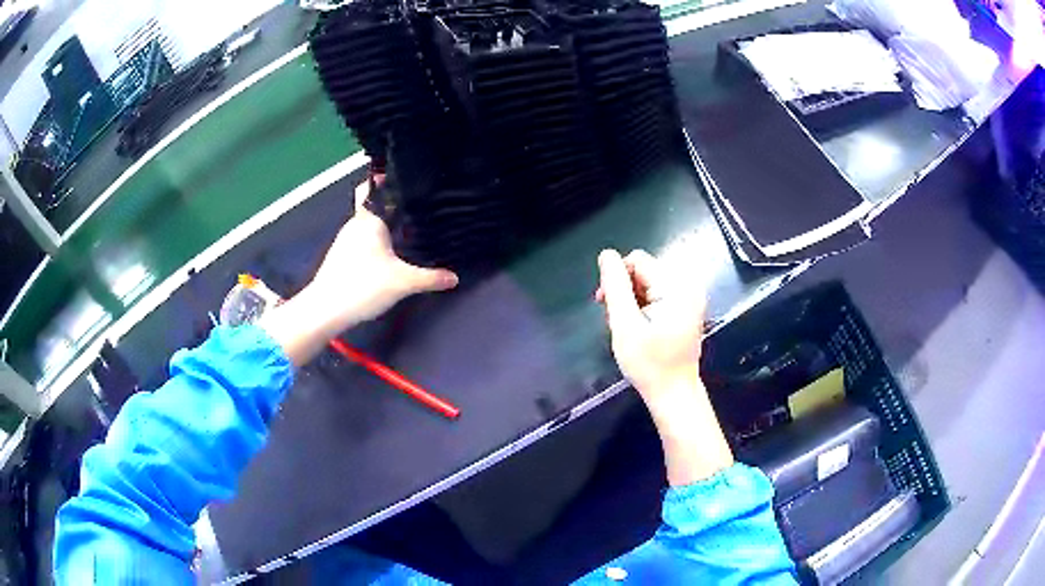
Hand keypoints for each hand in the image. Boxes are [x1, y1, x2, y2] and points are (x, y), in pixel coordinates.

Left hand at [305, 175, 458, 327]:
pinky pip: (360, 241)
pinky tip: (386, 256)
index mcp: (368, 220)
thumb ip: (430, 278)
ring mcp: (344, 241)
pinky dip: (373, 243)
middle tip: (414, 209)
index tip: (403, 178)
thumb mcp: (403, 282)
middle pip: (372, 207)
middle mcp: (354, 225)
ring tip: (405, 232)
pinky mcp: (339, 258)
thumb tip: (454, 277)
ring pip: (366, 226)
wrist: (325, 310)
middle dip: (391, 207)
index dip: (384, 179)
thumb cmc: (363, 285)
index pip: (371, 188)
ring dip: (382, 227)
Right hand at [595, 249, 705, 398]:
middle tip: (615, 319)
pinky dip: (644, 307)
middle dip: (624, 290)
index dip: (617, 277)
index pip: (638, 260)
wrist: (673, 393)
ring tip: (627, 326)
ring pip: (648, 282)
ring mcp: (689, 297)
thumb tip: (607, 254)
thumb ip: (615, 286)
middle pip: (644, 270)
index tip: (605, 303)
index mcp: (676, 287)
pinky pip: (658, 294)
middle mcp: (687, 286)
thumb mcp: (625, 325)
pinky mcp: (686, 308)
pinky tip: (639, 327)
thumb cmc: (649, 364)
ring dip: (632, 300)